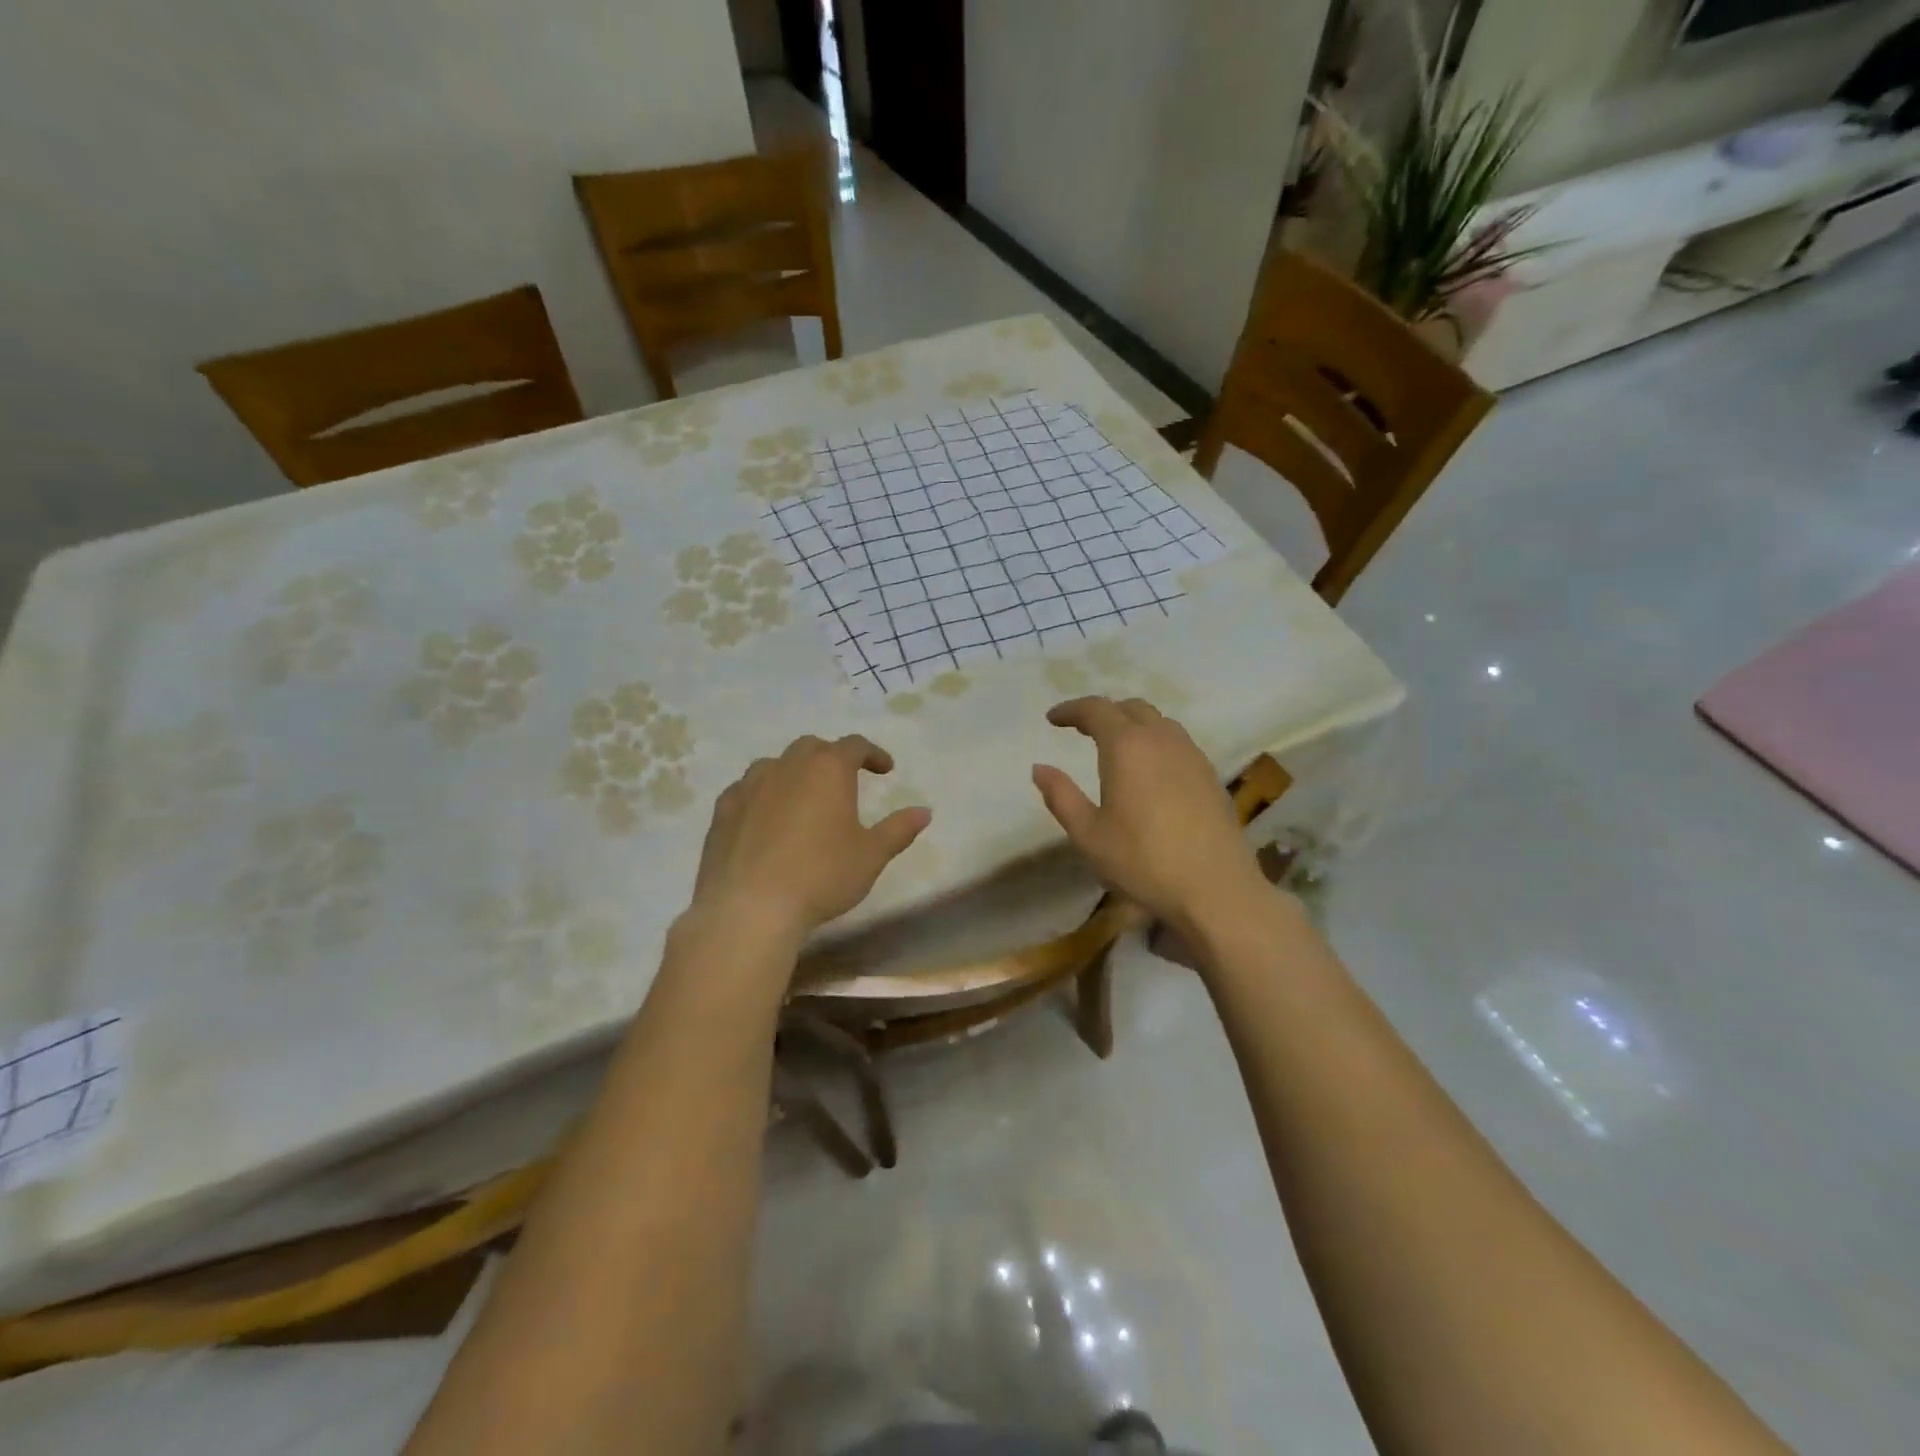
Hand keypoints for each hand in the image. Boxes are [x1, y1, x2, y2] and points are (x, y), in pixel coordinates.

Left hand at [688, 734, 930, 944]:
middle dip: (831, 758)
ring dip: (794, 773)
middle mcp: (787, 766)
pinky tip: (765, 819)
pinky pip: (746, 790)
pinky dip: (762, 795)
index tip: (885, 769)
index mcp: (827, 769)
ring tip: (803, 797)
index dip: (873, 754)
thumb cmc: (821, 876)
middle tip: (844, 781)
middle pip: (812, 747)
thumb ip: (898, 830)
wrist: (750, 907)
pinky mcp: (722, 810)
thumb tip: (924, 811)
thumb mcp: (870, 856)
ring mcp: (749, 785)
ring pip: (775, 765)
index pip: (854, 746)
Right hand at [1032, 697, 1265, 930]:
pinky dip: (1156, 742)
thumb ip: (1061, 796)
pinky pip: (1178, 742)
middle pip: (1131, 708)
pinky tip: (1150, 771)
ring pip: (1159, 722)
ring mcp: (1192, 755)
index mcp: (1127, 747)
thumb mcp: (1088, 834)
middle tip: (1082, 730)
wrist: (1215, 889)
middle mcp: (1162, 740)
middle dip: (1103, 713)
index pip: (1096, 709)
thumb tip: (1040, 768)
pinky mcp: (1210, 775)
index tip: (1053, 719)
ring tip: (1116, 747)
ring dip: (1133, 724)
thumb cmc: (1143, 862)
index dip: (1071, 709)